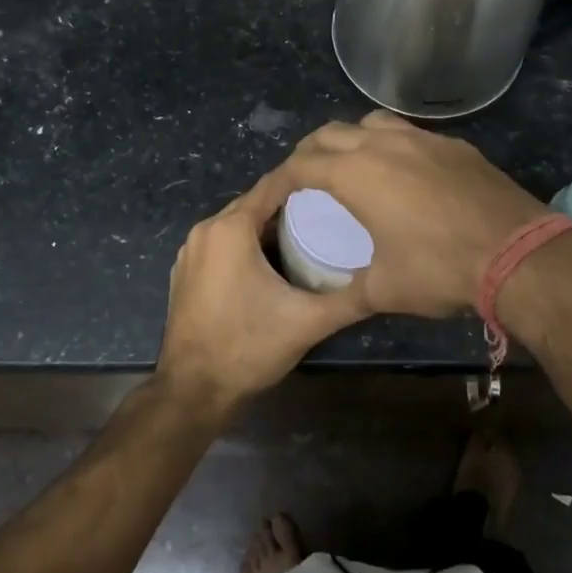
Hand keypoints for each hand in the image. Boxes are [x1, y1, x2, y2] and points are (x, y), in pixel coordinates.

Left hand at [154, 169, 368, 414]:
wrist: (193, 391)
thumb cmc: (248, 347)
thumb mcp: (307, 322)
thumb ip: (350, 299)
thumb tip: (387, 283)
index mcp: (230, 229)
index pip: (272, 186)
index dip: (304, 182)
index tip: (335, 186)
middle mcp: (205, 230)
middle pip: (253, 204)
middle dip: (288, 207)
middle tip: (328, 214)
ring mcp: (189, 252)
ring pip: (236, 225)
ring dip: (266, 228)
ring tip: (306, 236)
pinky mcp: (184, 272)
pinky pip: (220, 244)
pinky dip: (245, 246)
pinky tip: (271, 264)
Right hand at [280, 112, 546, 318]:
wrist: (518, 254)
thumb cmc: (441, 270)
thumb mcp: (385, 290)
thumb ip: (351, 291)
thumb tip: (337, 300)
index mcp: (356, 174)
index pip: (300, 166)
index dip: (278, 181)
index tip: (271, 198)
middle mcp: (384, 145)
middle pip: (329, 134)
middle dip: (308, 154)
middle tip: (304, 180)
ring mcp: (423, 139)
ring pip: (371, 123)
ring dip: (350, 140)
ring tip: (350, 166)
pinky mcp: (455, 145)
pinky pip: (409, 134)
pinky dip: (390, 145)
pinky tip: (404, 174)